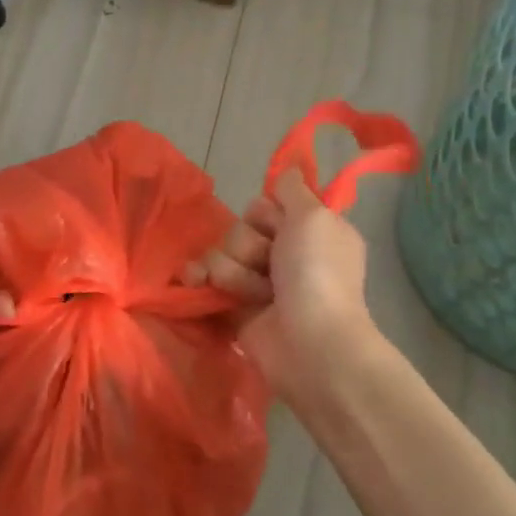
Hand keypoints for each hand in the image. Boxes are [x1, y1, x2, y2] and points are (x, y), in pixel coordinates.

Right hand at [187, 169, 377, 412]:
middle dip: (248, 245)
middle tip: (270, 266)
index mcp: (309, 231)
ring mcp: (257, 282)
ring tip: (254, 294)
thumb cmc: (317, 274)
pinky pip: (204, 278)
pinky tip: (198, 282)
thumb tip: (285, 172)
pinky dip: (199, 279)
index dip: (267, 215)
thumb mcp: (314, 216)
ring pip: (220, 253)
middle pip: (240, 228)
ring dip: (233, 270)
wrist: (309, 343)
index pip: (266, 205)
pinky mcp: (233, 306)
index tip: (281, 228)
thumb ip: (293, 189)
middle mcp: (284, 254)